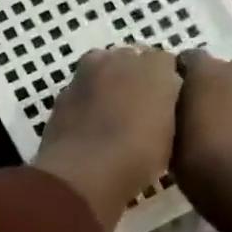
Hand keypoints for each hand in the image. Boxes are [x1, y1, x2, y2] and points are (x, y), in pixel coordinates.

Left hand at [33, 46, 181, 231]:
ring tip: (110, 119)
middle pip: (131, 61)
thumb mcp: (170, 138)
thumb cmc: (137, 157)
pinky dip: (85, 103)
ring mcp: (86, 73)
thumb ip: (166, 110)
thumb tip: (158, 106)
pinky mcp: (61, 93)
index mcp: (156, 66)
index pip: (166, 64)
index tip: (163, 109)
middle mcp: (120, 59)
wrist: (82, 173)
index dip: (165, 86)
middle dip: (134, 80)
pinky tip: (88, 128)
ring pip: (102, 72)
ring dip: (107, 87)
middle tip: (137, 112)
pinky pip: (80, 92)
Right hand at [173, 51, 231, 202]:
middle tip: (197, 112)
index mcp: (204, 71)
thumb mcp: (169, 140)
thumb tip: (171, 111)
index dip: (178, 78)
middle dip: (211, 85)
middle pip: (221, 70)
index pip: (186, 60)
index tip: (170, 97)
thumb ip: (170, 116)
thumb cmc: (200, 161)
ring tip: (222, 126)